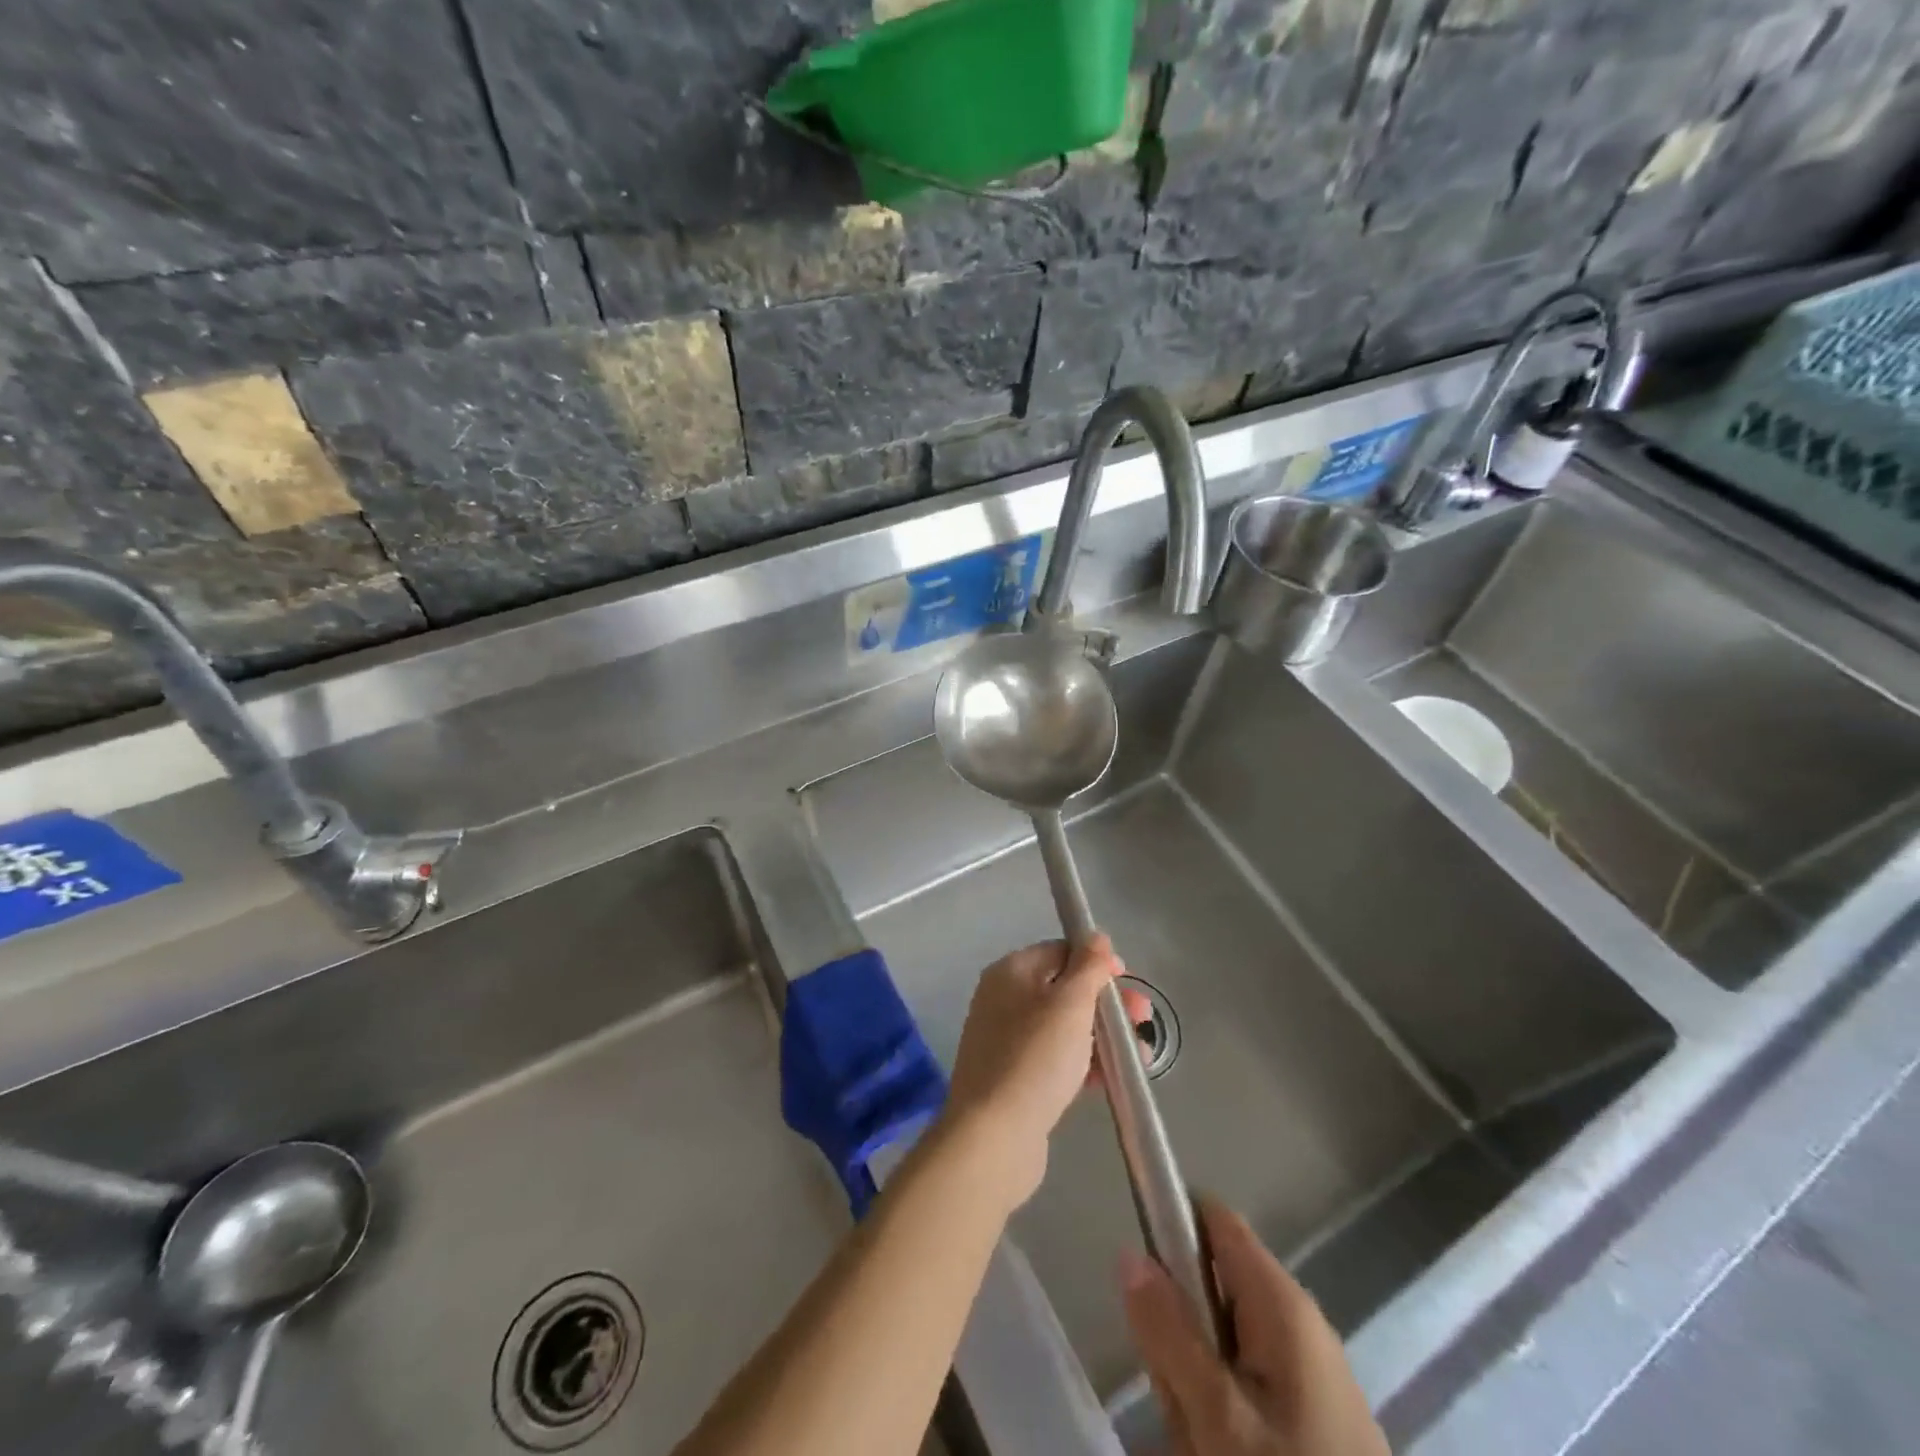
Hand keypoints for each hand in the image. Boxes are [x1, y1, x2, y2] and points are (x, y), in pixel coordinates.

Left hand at [942, 934, 1136, 1206]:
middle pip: (1064, 989)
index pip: (1060, 951)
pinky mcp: (1015, 1078)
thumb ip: (1088, 967)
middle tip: (1142, 1019)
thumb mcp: (1069, 1004)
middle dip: (1106, 1002)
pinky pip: (1056, 1059)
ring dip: (1102, 1036)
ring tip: (1139, 1057)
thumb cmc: (1035, 1058)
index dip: (1096, 962)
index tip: (1127, 981)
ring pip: (1064, 1027)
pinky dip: (1084, 1063)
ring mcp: (1007, 1041)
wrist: (993, 1137)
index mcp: (1011, 972)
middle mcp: (1004, 1000)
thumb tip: (1096, 935)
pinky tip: (1113, 1078)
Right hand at [1121, 1199, 1389, 1455]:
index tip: (1142, 1278)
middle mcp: (1299, 1321)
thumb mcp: (1218, 1418)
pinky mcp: (1314, 1418)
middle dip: (1179, 1331)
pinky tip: (1219, 1450)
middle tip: (1176, 1392)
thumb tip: (1129, 1253)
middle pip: (1210, 1285)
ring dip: (1195, 1383)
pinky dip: (1222, 1414)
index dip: (1171, 1227)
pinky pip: (1246, 1386)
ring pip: (1221, 1343)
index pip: (1214, 1219)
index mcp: (1282, 1301)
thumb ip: (1169, 1332)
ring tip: (1200, 1439)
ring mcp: (1310, 1373)